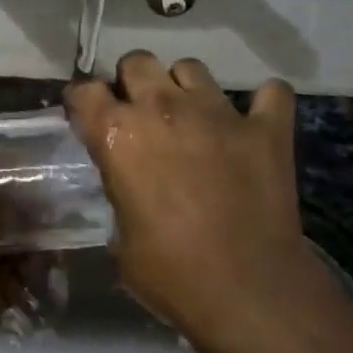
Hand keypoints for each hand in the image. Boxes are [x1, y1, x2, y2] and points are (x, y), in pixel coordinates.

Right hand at [64, 52, 339, 339]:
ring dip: (185, 88)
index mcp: (118, 134)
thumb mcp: (119, 237)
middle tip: (140, 113)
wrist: (249, 292)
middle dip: (133, 82)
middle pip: (137, 61)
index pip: (85, 90)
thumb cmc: (170, 273)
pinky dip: (261, 103)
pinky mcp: (266, 129)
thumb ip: (118, 191)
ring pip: (191, 68)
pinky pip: (269, 93)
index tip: (88, 117)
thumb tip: (127, 184)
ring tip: (191, 117)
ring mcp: (219, 113)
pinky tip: (253, 123)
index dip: (84, 101)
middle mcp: (163, 109)